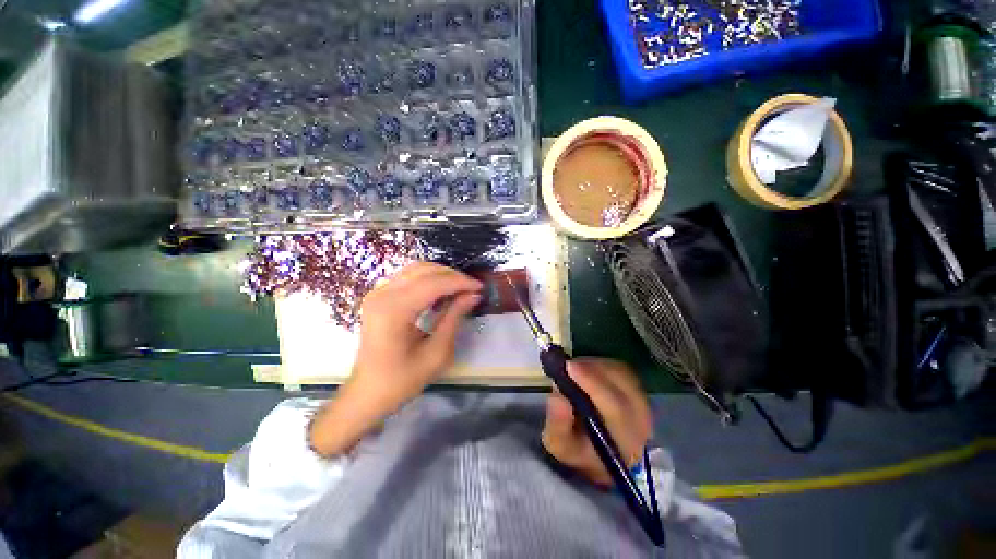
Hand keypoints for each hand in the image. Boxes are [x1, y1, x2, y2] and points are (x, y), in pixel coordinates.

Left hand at [309, 262, 481, 455]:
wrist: (368, 392)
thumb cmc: (402, 380)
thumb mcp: (436, 353)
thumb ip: (454, 318)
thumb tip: (472, 295)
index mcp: (394, 310)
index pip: (433, 283)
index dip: (460, 282)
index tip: (480, 287)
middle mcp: (383, 294)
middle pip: (424, 271)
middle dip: (452, 275)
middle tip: (472, 288)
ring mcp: (377, 293)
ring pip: (416, 269)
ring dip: (441, 274)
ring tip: (460, 288)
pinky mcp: (379, 296)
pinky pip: (408, 277)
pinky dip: (428, 279)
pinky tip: (441, 291)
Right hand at [542, 358, 652, 486]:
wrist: (597, 453)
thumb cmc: (577, 450)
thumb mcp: (559, 445)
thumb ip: (558, 424)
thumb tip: (558, 396)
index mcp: (625, 442)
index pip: (616, 409)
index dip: (593, 384)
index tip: (569, 367)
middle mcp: (641, 421)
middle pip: (624, 385)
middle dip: (593, 370)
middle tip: (567, 365)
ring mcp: (642, 402)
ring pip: (622, 373)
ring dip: (595, 366)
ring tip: (573, 369)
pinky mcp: (636, 388)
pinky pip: (620, 368)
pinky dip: (601, 364)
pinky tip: (584, 368)